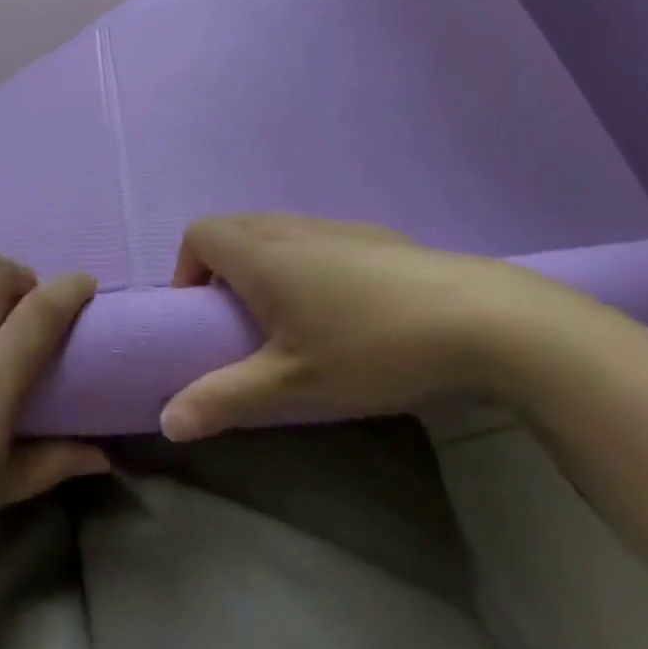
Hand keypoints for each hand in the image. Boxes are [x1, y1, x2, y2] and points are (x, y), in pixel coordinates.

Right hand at [159, 213, 608, 441]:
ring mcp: (337, 225)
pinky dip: (305, 262)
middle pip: (234, 228)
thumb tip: (166, 422)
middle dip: (221, 269)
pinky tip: (344, 310)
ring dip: (265, 265)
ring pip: (277, 231)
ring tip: (291, 319)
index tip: (203, 316)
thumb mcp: (290, 384)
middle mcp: (291, 227)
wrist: (481, 318)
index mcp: (260, 252)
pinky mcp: (376, 236)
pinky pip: (317, 239)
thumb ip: (223, 399)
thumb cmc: (369, 347)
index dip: (186, 270)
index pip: (198, 234)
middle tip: (240, 323)